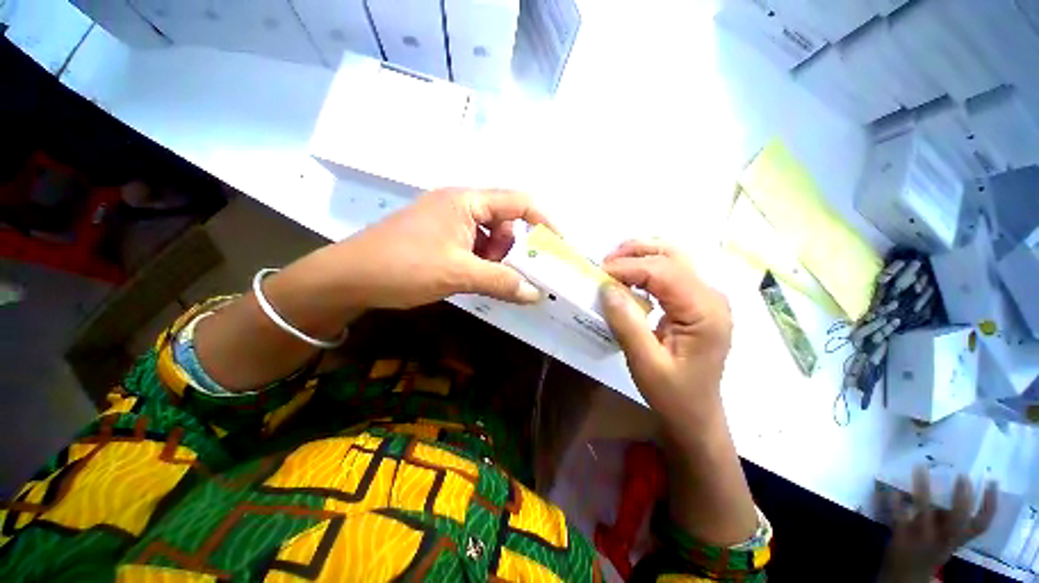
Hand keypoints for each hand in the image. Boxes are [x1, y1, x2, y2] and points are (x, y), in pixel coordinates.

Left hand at [299, 188, 551, 310]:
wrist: (349, 277)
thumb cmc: (403, 266)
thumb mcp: (458, 273)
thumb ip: (501, 282)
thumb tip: (536, 294)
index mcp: (467, 201)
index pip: (519, 203)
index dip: (544, 223)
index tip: (559, 246)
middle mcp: (460, 205)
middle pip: (505, 221)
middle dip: (514, 248)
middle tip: (513, 274)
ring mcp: (448, 222)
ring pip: (489, 237)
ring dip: (496, 258)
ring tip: (486, 279)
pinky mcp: (439, 238)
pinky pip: (473, 246)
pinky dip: (481, 262)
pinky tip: (473, 279)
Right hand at [598, 239, 732, 418]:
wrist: (696, 415)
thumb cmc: (673, 395)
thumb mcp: (645, 363)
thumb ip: (627, 323)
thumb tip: (607, 287)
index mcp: (704, 311)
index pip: (663, 271)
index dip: (628, 267)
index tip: (599, 273)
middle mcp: (712, 296)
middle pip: (672, 256)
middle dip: (635, 253)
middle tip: (604, 264)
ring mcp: (708, 297)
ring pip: (673, 258)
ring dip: (641, 255)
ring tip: (614, 265)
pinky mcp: (698, 302)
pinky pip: (672, 272)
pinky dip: (647, 268)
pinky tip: (630, 277)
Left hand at [880, 468, 997, 582]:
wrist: (904, 578)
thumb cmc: (927, 551)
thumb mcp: (944, 540)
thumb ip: (947, 521)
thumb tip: (949, 498)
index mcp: (955, 541)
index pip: (982, 526)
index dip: (990, 506)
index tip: (992, 482)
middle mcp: (943, 541)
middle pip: (958, 521)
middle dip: (962, 500)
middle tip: (962, 476)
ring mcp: (921, 540)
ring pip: (926, 515)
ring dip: (923, 491)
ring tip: (920, 468)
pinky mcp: (900, 539)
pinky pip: (898, 520)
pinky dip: (895, 505)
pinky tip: (893, 492)